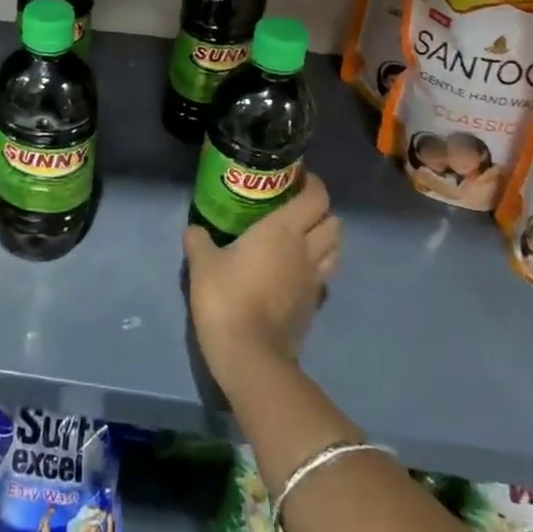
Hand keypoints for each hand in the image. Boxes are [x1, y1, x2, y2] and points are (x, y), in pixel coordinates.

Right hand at [183, 174, 339, 394]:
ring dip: (326, 238)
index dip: (313, 184)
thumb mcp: (202, 263)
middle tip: (297, 207)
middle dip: (322, 210)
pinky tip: (297, 270)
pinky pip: (325, 277)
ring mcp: (314, 280)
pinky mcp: (314, 306)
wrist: (249, 354)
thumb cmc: (226, 297)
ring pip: (336, 249)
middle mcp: (306, 250)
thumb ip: (199, 239)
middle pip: (334, 222)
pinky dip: (318, 267)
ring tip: (303, 236)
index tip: (298, 177)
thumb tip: (195, 229)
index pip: (316, 198)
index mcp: (283, 231)